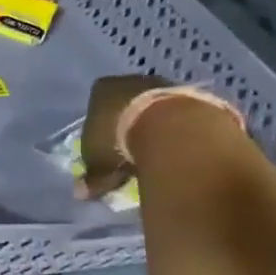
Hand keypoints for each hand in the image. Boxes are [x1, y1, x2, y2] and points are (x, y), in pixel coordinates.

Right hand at [76, 74, 171, 199]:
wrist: (176, 130)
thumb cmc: (121, 141)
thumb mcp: (99, 164)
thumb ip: (92, 177)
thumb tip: (81, 193)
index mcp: (102, 89)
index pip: (96, 103)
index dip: (99, 124)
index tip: (104, 142)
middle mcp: (131, 81)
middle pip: (126, 102)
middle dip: (128, 123)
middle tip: (130, 148)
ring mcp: (165, 84)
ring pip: (155, 106)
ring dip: (157, 124)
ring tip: (160, 151)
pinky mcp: (194, 94)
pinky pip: (180, 113)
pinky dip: (180, 128)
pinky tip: (182, 147)